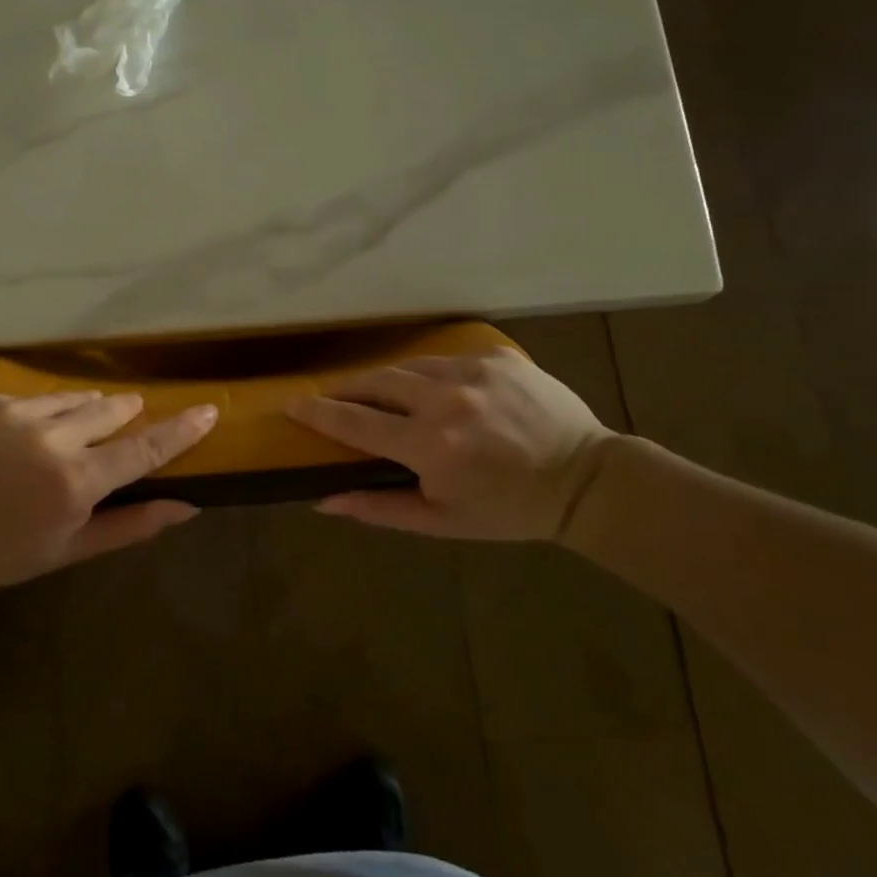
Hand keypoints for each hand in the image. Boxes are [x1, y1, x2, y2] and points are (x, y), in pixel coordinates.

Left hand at [0, 390, 217, 592]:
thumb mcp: (73, 548)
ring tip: (65, 434)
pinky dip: (37, 413)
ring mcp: (16, 413)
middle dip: (123, 414)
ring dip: (81, 411)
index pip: (144, 449)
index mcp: (77, 481)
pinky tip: (17, 438)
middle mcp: (52, 438)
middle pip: (111, 409)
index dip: (181, 429)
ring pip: (72, 398)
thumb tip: (188, 507)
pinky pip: (31, 398)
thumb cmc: (7, 553)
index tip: (209, 410)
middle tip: (122, 421)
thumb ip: (132, 525)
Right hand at [287, 347, 612, 541]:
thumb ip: (379, 508)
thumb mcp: (441, 521)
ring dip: (386, 380)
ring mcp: (473, 371)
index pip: (355, 421)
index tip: (291, 404)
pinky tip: (437, 392)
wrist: (586, 480)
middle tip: (331, 398)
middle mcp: (445, 399)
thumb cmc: (509, 510)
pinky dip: (430, 375)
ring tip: (379, 394)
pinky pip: (446, 359)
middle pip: (375, 382)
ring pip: (408, 366)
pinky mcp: (497, 356)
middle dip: (347, 389)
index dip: (318, 412)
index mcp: (429, 445)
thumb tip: (323, 500)